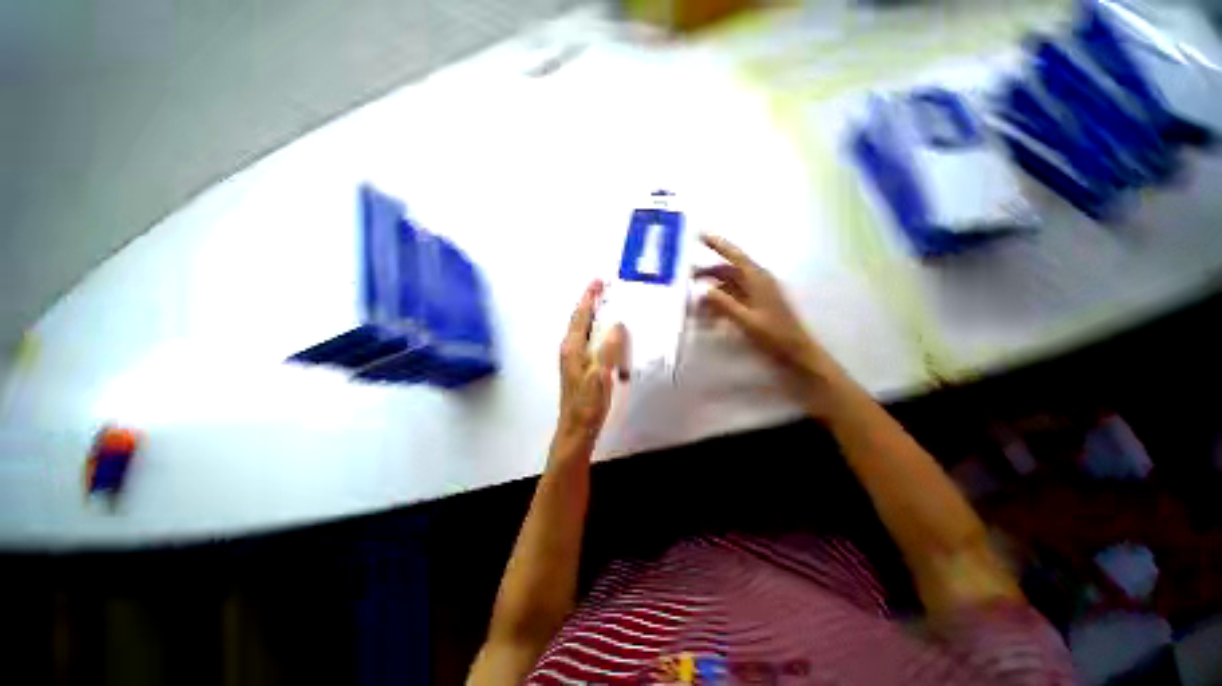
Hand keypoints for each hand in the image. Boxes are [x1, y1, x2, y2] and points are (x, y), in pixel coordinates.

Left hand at [556, 280, 628, 448]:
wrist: (577, 427)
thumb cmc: (588, 403)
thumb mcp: (600, 374)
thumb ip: (609, 349)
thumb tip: (617, 325)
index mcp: (573, 347)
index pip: (581, 315)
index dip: (590, 297)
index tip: (598, 282)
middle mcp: (570, 349)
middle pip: (580, 320)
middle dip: (591, 303)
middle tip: (604, 290)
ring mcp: (573, 358)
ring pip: (584, 330)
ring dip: (595, 317)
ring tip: (609, 309)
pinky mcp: (579, 367)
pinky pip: (589, 342)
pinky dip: (598, 333)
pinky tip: (609, 338)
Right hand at [696, 234, 843, 412]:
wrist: (796, 352)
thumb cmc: (774, 336)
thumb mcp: (747, 321)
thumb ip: (725, 305)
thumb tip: (704, 289)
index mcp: (758, 279)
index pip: (734, 255)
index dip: (718, 244)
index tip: (700, 234)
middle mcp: (758, 281)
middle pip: (728, 269)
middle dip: (708, 271)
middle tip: (687, 277)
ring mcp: (758, 292)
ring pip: (729, 284)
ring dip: (712, 288)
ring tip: (694, 299)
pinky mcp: (756, 304)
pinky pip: (733, 296)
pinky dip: (720, 300)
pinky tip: (708, 312)